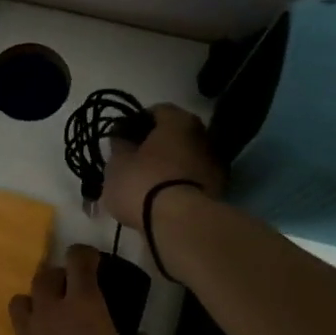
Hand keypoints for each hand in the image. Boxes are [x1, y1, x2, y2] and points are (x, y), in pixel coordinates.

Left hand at [9, 247, 154, 334]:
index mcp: (84, 307)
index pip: (77, 259)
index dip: (86, 254)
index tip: (95, 261)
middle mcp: (50, 314)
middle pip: (44, 275)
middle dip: (60, 276)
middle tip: (76, 290)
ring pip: (21, 301)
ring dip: (36, 301)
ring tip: (53, 316)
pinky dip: (33, 334)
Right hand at [101, 104, 225, 230]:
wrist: (179, 224)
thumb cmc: (142, 183)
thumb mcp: (117, 164)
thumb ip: (118, 146)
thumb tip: (122, 139)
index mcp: (179, 120)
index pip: (156, 111)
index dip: (136, 123)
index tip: (123, 139)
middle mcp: (203, 135)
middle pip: (174, 135)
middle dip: (155, 146)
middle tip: (134, 162)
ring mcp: (215, 164)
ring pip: (185, 159)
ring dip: (169, 167)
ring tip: (147, 185)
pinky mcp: (219, 191)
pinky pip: (192, 181)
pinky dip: (179, 186)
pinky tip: (163, 200)